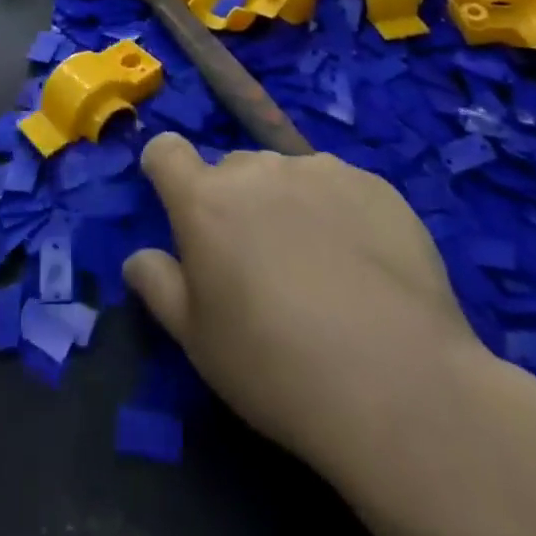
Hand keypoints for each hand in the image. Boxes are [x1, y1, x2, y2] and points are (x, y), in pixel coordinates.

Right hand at [123, 135, 484, 484]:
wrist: (397, 384)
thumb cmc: (276, 367)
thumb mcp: (198, 342)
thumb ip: (159, 286)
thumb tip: (137, 258)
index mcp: (205, 199)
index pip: (166, 150)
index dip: (166, 169)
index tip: (176, 201)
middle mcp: (258, 168)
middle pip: (233, 169)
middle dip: (235, 202)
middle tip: (259, 264)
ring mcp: (320, 170)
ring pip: (288, 176)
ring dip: (288, 205)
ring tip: (321, 270)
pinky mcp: (374, 184)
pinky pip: (340, 188)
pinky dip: (340, 214)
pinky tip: (366, 269)